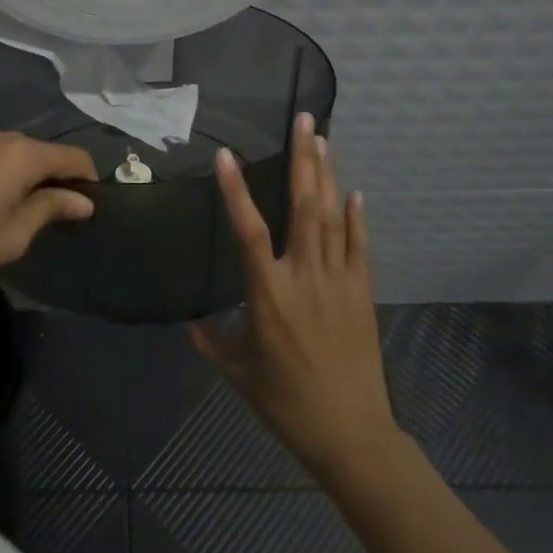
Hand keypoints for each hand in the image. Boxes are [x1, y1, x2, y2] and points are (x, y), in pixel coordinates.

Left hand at [0, 123, 97, 300]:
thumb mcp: (12, 236)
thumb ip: (50, 209)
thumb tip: (84, 201)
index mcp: (19, 155)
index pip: (70, 157)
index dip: (86, 177)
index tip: (88, 202)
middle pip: (38, 150)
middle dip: (50, 175)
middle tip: (48, 211)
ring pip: (8, 147)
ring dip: (18, 168)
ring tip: (8, 203)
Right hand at [190, 113, 400, 483]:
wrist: (351, 434)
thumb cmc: (286, 402)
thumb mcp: (238, 372)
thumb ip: (212, 341)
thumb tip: (190, 321)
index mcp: (269, 293)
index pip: (248, 230)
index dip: (237, 191)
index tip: (227, 154)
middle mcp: (305, 276)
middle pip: (303, 207)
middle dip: (303, 159)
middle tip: (305, 119)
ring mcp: (339, 281)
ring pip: (331, 217)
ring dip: (327, 175)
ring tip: (324, 138)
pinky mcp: (362, 293)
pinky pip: (359, 246)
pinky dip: (356, 218)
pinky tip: (354, 192)